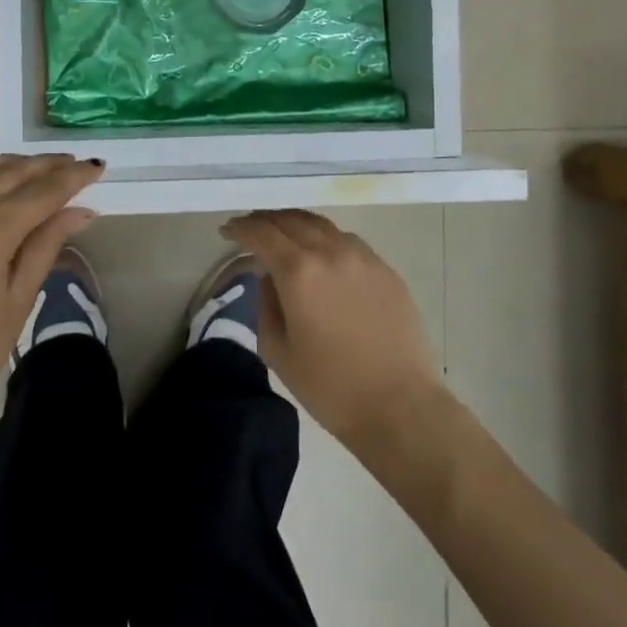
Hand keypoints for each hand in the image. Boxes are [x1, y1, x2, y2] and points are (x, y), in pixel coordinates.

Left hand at [0, 154, 103, 462]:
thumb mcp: (17, 303)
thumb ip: (46, 246)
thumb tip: (79, 210)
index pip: (39, 192)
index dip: (72, 177)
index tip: (97, 166)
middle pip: (6, 173)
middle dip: (44, 166)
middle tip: (73, 164)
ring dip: (7, 165)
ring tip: (35, 169)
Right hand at [221, 210, 445, 453]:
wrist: (400, 406)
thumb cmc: (330, 387)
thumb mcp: (278, 351)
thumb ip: (266, 304)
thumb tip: (271, 279)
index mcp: (299, 272)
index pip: (262, 234)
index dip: (240, 228)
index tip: (227, 231)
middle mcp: (331, 252)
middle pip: (291, 220)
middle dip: (265, 221)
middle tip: (250, 229)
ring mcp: (363, 257)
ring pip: (322, 225)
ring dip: (296, 225)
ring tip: (284, 236)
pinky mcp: (386, 270)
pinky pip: (348, 241)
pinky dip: (325, 239)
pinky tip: (322, 255)